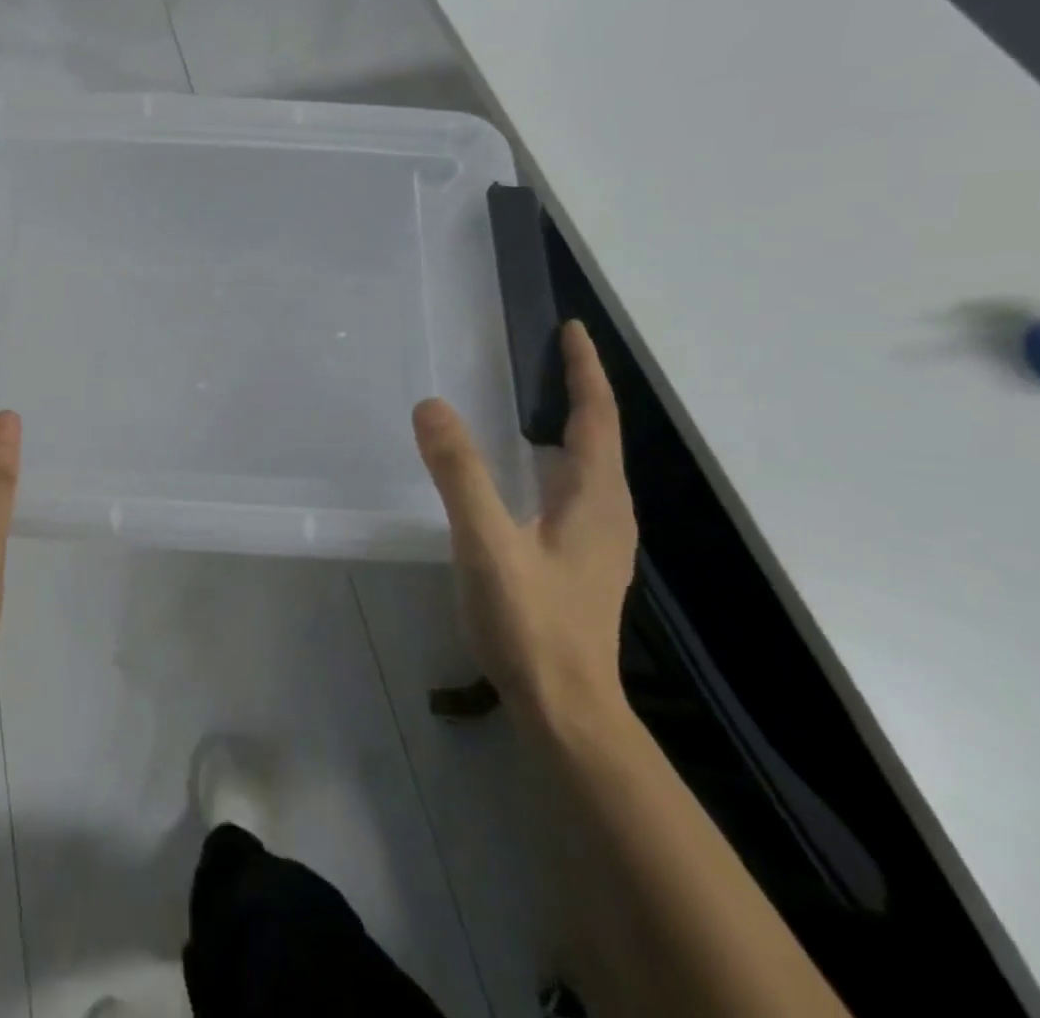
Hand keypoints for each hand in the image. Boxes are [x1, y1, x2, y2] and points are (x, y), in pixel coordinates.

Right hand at [413, 320, 636, 726]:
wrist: (565, 710)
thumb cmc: (531, 623)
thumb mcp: (487, 544)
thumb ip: (460, 474)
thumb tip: (432, 405)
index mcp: (594, 498)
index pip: (595, 417)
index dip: (584, 370)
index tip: (571, 328)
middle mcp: (606, 511)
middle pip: (597, 435)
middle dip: (578, 390)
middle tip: (545, 354)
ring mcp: (597, 540)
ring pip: (587, 465)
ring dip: (568, 424)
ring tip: (535, 399)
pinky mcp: (579, 560)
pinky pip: (572, 489)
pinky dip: (554, 458)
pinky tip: (524, 472)